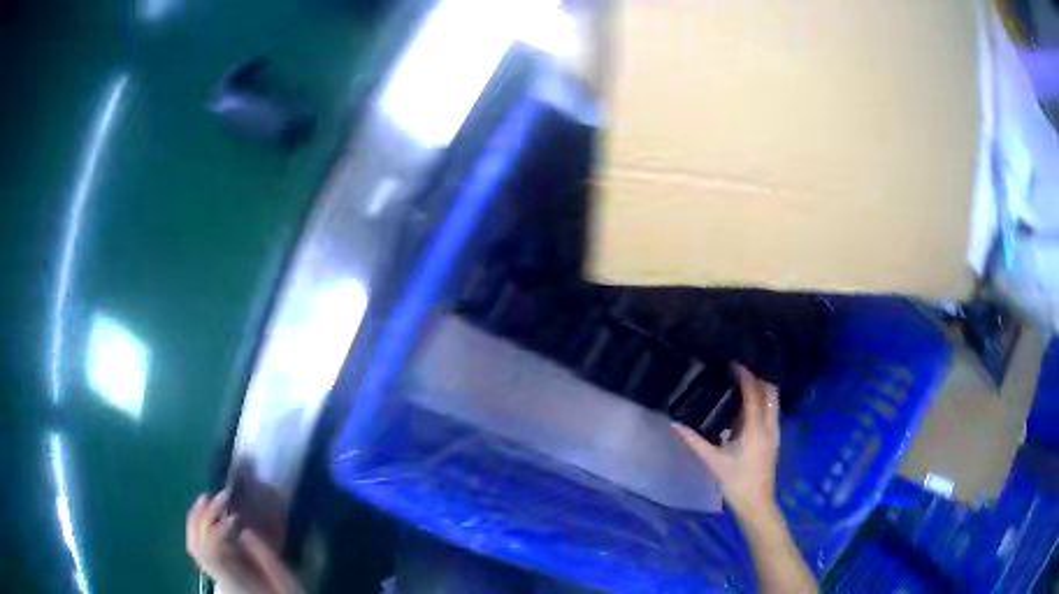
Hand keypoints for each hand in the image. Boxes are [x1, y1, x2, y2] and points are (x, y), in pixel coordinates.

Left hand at [186, 490, 301, 593]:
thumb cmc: (281, 592)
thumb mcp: (282, 580)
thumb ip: (264, 557)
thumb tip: (245, 530)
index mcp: (234, 580)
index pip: (212, 552)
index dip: (217, 530)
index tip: (234, 517)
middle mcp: (218, 576)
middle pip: (197, 545)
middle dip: (204, 516)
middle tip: (220, 496)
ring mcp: (213, 573)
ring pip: (192, 545)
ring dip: (196, 518)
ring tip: (206, 497)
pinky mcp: (215, 568)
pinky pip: (196, 545)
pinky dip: (196, 526)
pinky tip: (206, 513)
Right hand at [674, 365, 780, 518]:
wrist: (757, 503)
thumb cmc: (735, 483)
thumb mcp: (713, 462)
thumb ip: (695, 442)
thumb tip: (675, 425)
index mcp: (756, 430)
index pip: (754, 395)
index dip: (746, 377)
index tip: (735, 363)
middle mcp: (770, 426)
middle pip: (771, 393)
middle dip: (760, 377)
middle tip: (743, 368)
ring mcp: (775, 433)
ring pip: (774, 401)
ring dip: (763, 388)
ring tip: (746, 381)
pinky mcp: (775, 439)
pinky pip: (773, 411)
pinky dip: (764, 401)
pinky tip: (750, 406)